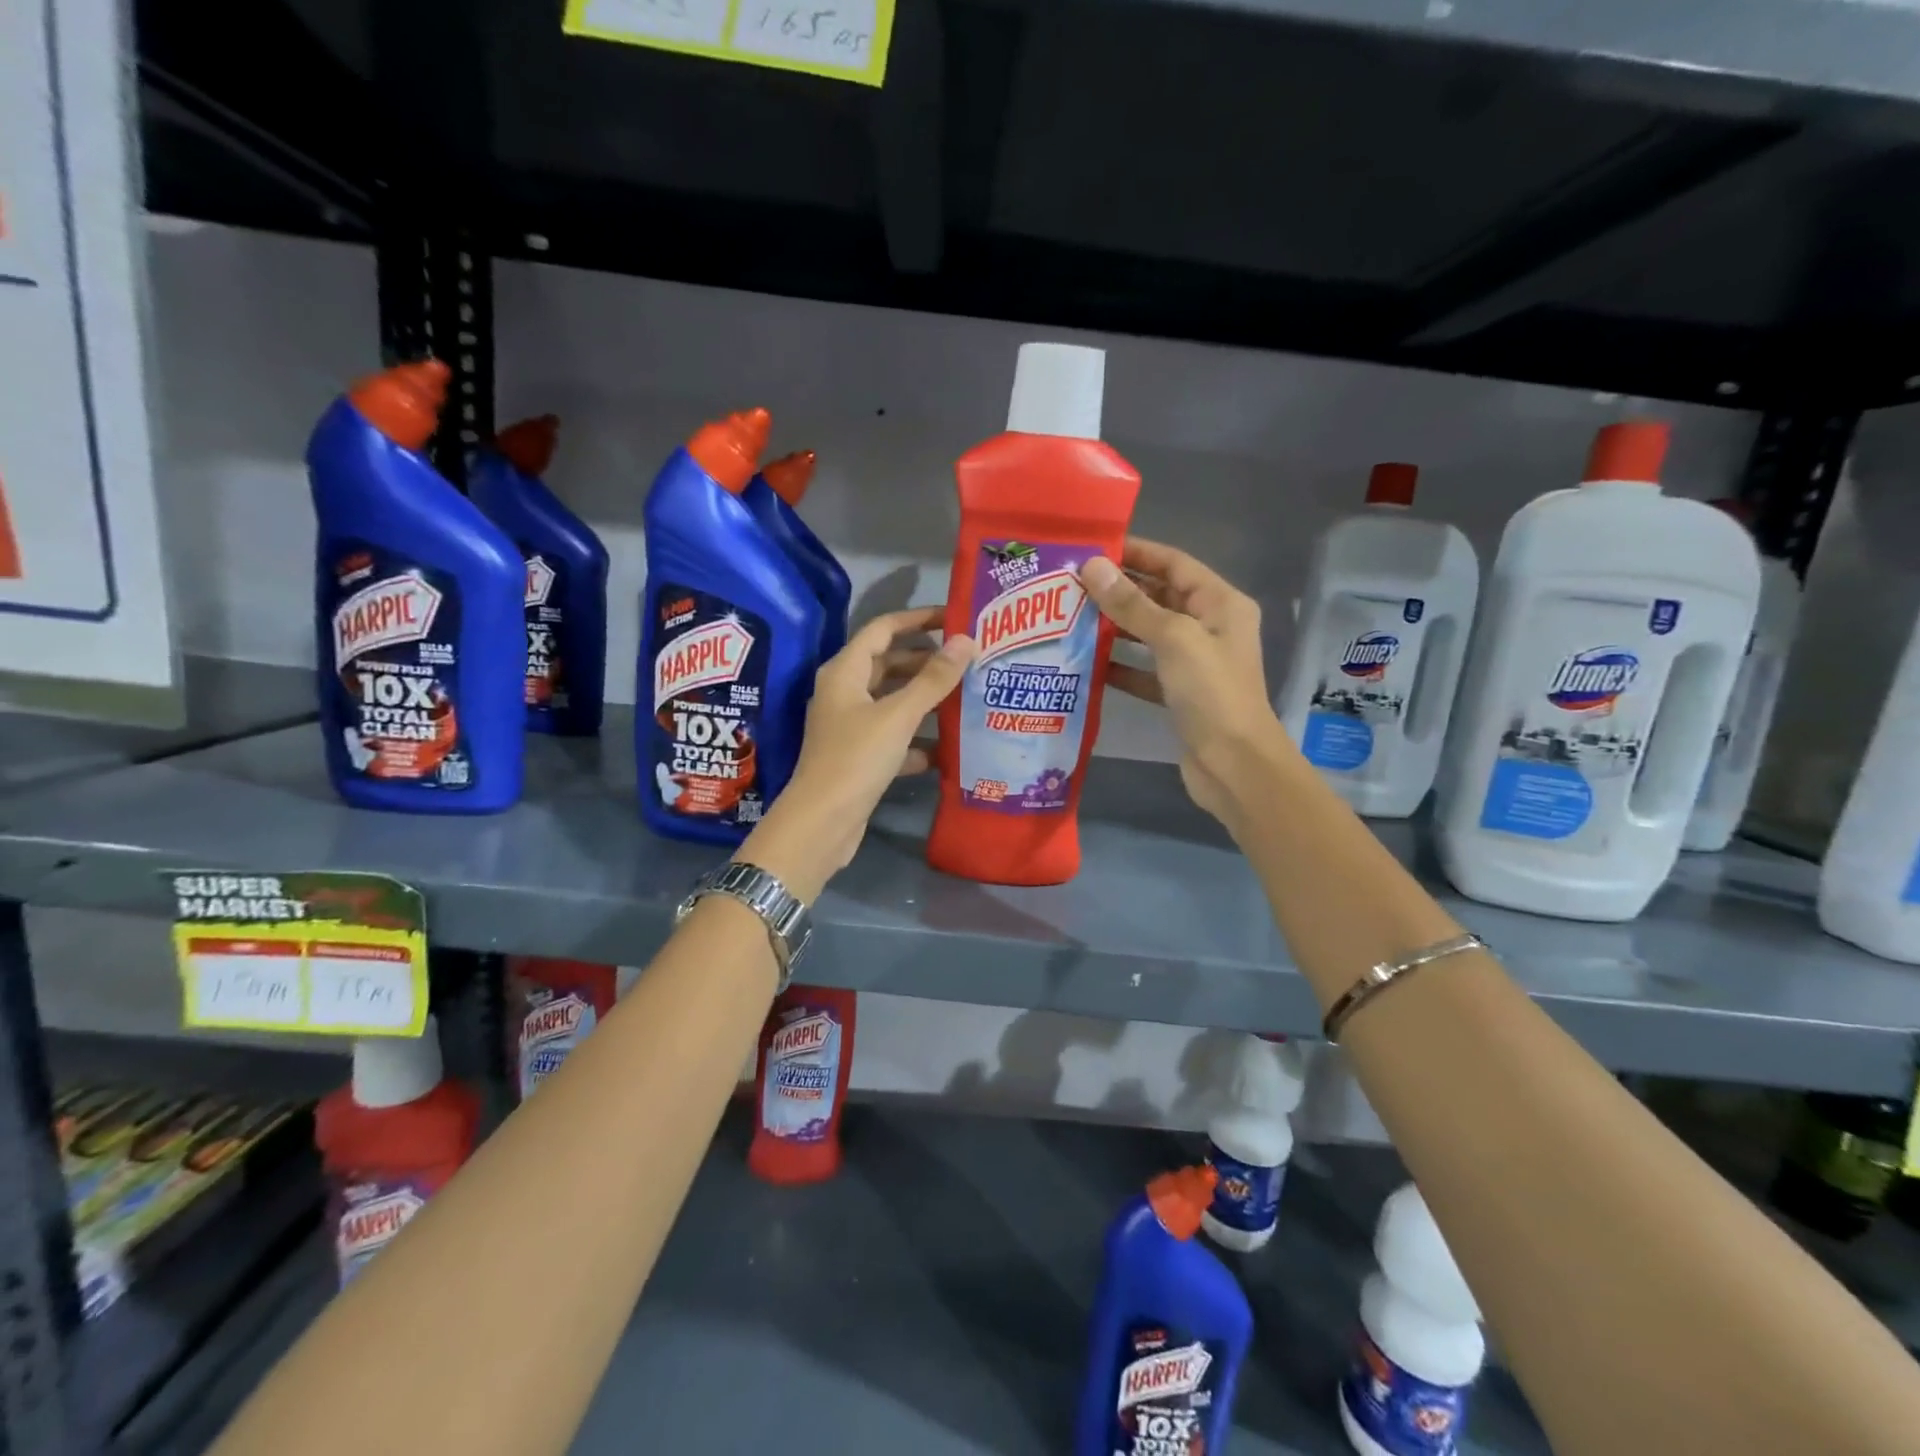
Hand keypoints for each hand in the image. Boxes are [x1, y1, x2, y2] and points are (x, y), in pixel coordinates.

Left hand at [738, 607, 976, 897]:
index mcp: (845, 672)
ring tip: (967, 695)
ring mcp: (850, 726)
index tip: (954, 618)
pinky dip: (916, 738)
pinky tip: (946, 747)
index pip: (882, 629)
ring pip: (892, 701)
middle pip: (888, 664)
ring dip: (925, 699)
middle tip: (968, 659)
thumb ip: (933, 679)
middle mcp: (844, 692)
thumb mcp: (898, 715)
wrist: (822, 822)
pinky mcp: (858, 756)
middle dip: (926, 660)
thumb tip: (966, 640)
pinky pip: (893, 736)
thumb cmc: (856, 758)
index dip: (917, 619)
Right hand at [1079, 539, 1296, 829]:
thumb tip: (1093, 567)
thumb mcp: (1173, 639)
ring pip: (1149, 634)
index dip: (1136, 553)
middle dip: (1119, 591)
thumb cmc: (1211, 693)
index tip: (1093, 550)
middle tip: (1072, 585)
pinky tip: (1087, 662)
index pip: (1174, 564)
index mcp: (1220, 604)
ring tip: (1071, 618)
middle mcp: (1210, 627)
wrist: (1233, 764)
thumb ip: (1132, 604)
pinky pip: (1144, 670)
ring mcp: (1195, 662)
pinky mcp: (1179, 694)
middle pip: (1160, 597)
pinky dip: (1119, 666)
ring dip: (1115, 627)